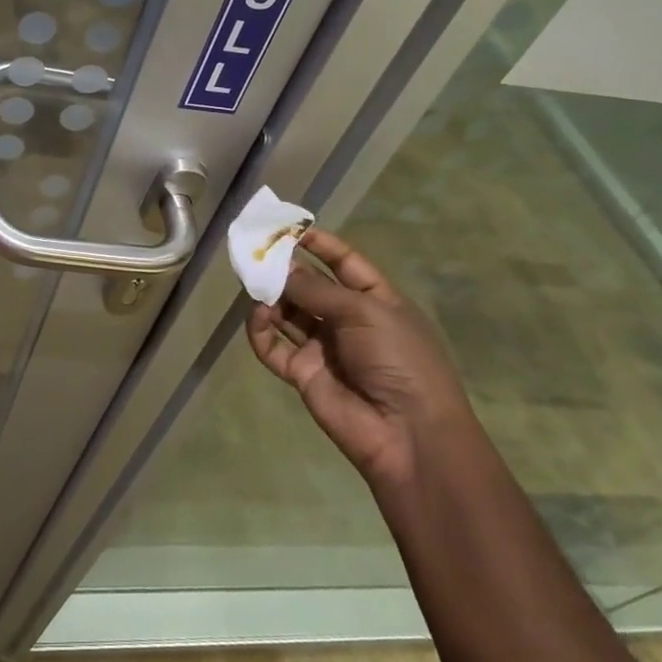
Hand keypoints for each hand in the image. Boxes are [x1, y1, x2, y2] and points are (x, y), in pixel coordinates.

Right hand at [245, 229, 473, 488]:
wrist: (407, 433)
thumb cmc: (399, 360)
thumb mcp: (365, 312)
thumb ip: (318, 289)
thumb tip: (281, 270)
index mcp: (376, 301)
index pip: (345, 263)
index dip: (320, 244)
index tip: (290, 228)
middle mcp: (348, 321)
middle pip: (310, 287)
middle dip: (286, 270)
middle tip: (256, 254)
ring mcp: (324, 348)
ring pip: (288, 314)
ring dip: (271, 297)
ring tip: (253, 283)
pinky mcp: (303, 373)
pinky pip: (274, 346)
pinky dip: (262, 331)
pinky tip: (259, 317)